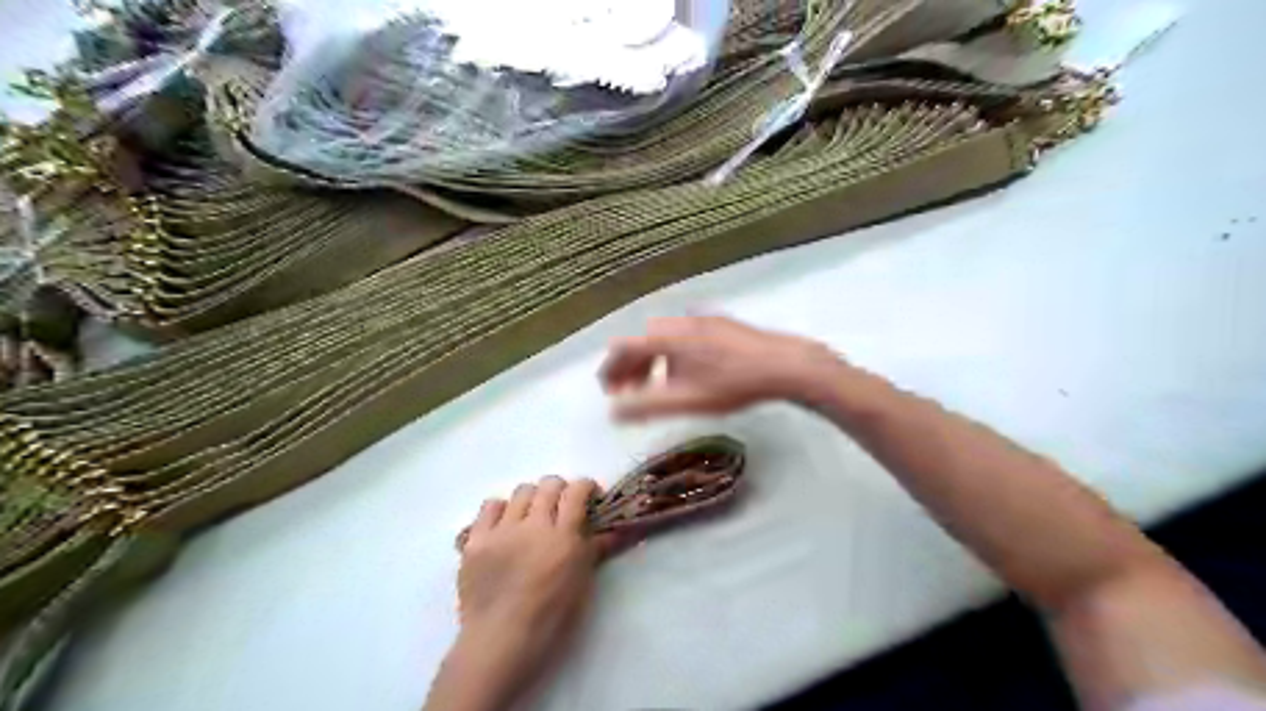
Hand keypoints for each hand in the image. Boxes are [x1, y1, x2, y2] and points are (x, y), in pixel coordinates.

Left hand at [441, 478, 607, 710]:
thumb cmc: (550, 619)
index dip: (585, 487)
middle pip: (549, 484)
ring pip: (521, 491)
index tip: (589, 496)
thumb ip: (595, 550)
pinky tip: (504, 526)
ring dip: (532, 499)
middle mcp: (533, 525)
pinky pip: (490, 506)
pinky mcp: (476, 540)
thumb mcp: (582, 584)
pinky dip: (501, 510)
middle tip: (561, 507)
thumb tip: (616, 530)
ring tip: (531, 517)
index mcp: (563, 537)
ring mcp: (502, 530)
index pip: (577, 491)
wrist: (499, 642)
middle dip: (560, 490)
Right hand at [599, 317, 837, 421]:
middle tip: (629, 393)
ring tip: (656, 386)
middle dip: (630, 369)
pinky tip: (685, 373)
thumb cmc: (732, 384)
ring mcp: (700, 319)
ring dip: (651, 362)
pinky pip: (681, 336)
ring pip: (663, 339)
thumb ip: (646, 406)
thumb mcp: (686, 400)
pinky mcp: (718, 322)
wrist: (783, 364)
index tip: (608, 391)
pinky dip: (671, 354)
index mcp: (665, 336)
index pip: (623, 348)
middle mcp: (677, 322)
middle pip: (642, 342)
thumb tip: (612, 413)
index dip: (610, 369)